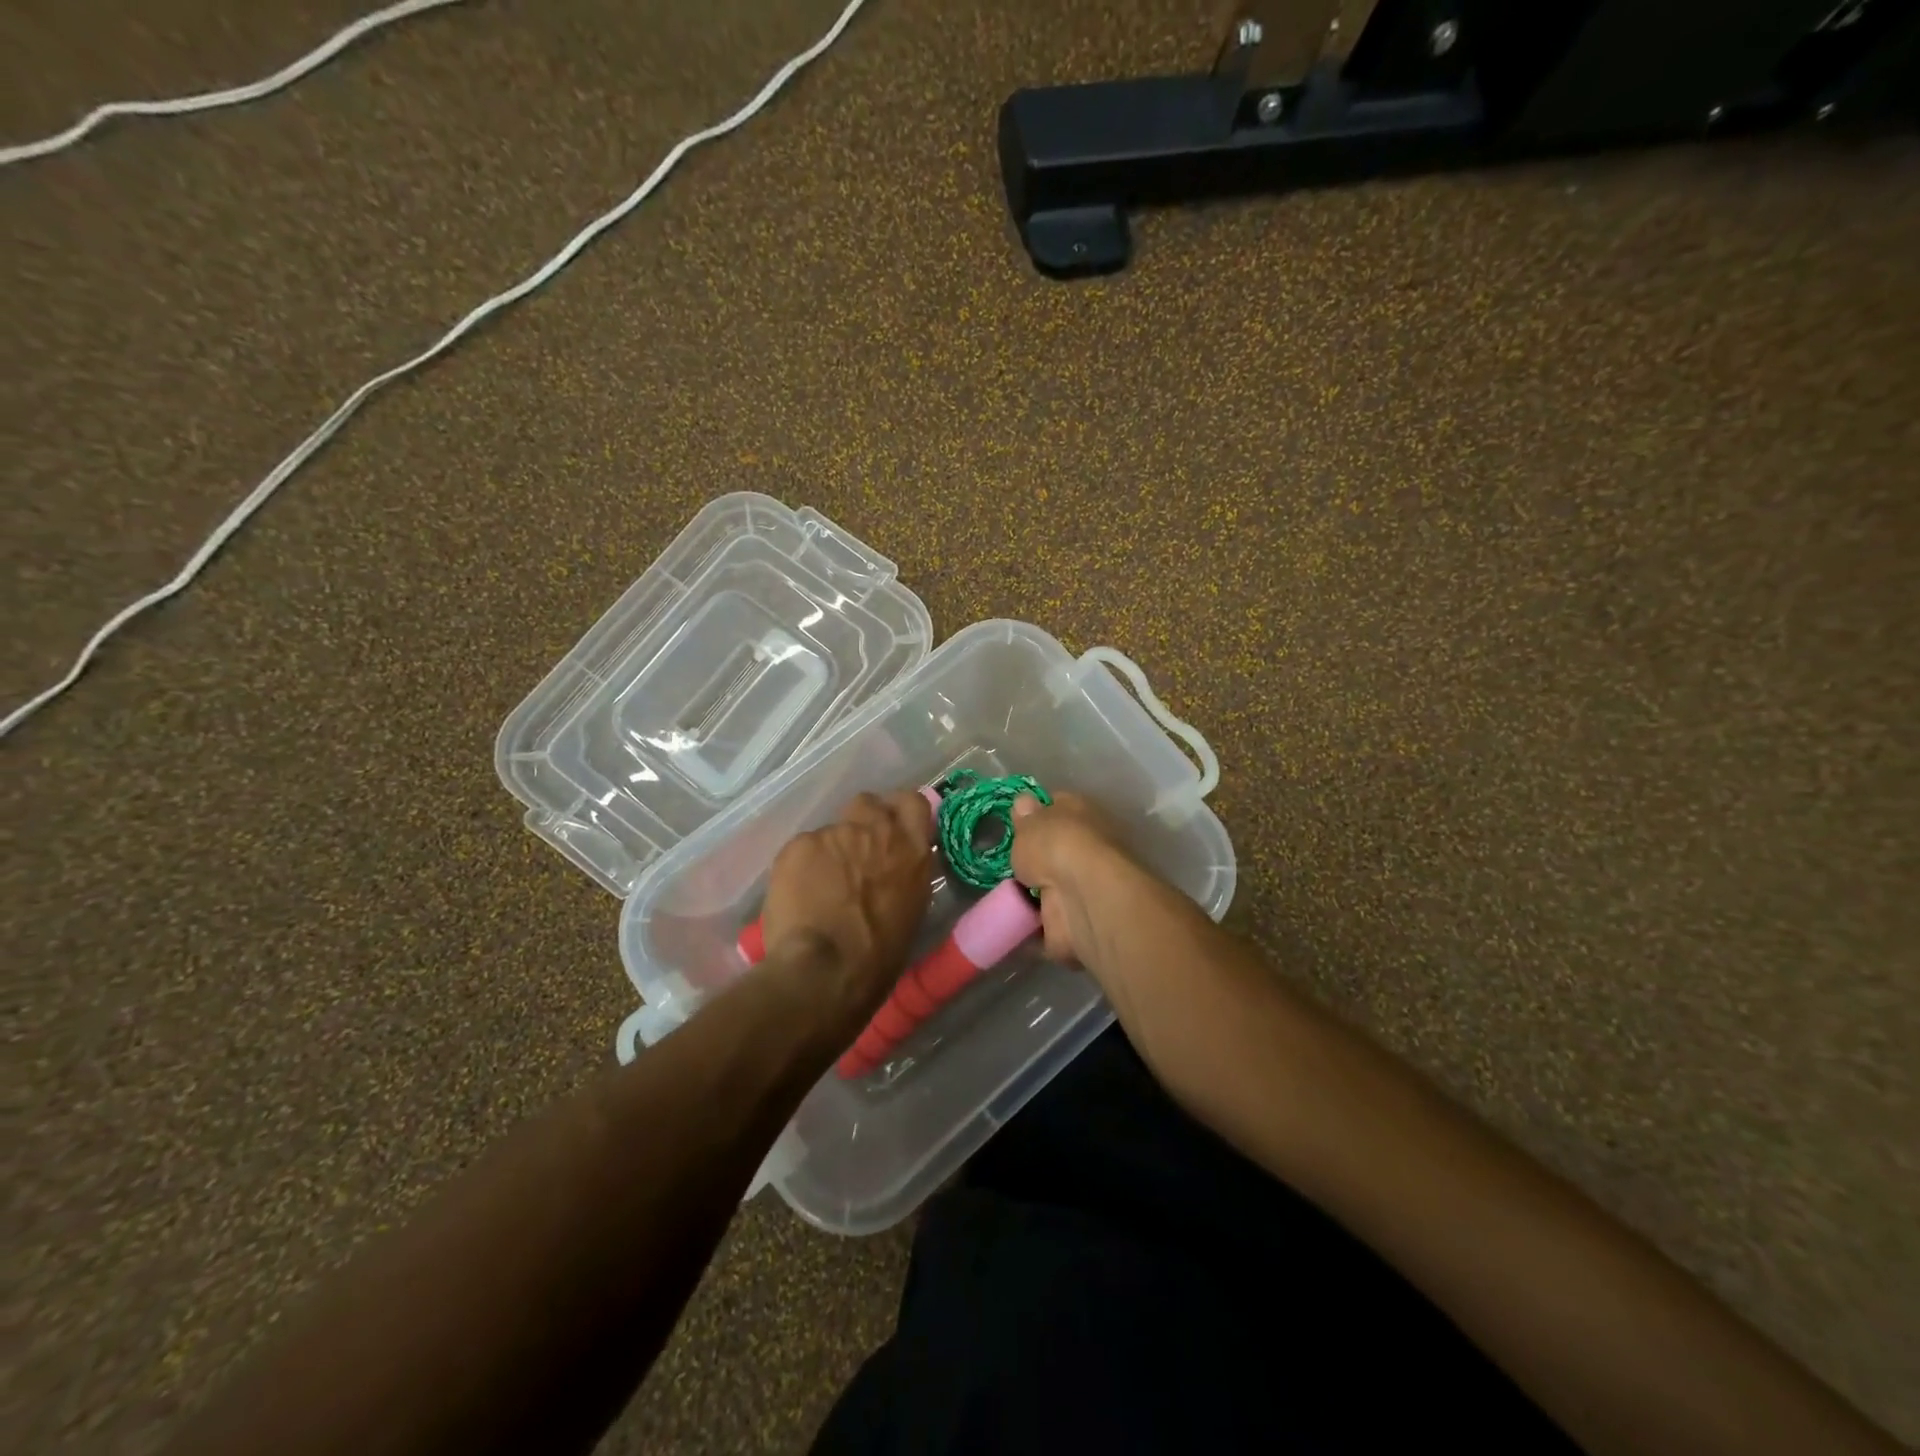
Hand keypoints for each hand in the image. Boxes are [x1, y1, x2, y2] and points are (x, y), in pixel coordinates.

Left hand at [760, 790, 933, 1015]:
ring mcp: (836, 834)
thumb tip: (891, 871)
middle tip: (853, 852)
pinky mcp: (799, 844)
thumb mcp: (911, 911)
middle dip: (861, 821)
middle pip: (868, 803)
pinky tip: (797, 896)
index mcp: (912, 851)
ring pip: (830, 831)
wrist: (826, 970)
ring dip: (828, 852)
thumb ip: (903, 876)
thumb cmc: (878, 957)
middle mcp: (877, 831)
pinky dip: (799, 867)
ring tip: (818, 887)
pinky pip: (801, 849)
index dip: (898, 811)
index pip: (913, 802)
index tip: (891, 826)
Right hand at [1009, 791, 1135, 969]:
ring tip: (999, 891)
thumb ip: (1025, 817)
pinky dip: (1032, 922)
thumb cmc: (1056, 846)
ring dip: (1032, 890)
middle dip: (1034, 855)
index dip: (1037, 812)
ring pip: (1052, 884)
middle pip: (1054, 847)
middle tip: (1006, 860)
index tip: (1015, 822)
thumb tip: (1025, 802)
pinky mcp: (1077, 918)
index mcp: (1080, 812)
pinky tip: (1009, 919)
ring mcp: (1084, 884)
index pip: (1057, 805)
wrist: (1083, 896)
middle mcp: (1087, 846)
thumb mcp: (1029, 822)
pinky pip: (1047, 919)